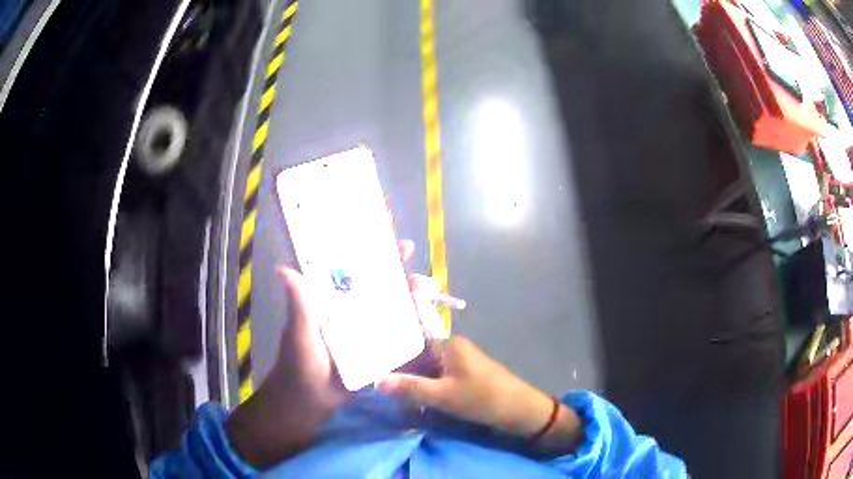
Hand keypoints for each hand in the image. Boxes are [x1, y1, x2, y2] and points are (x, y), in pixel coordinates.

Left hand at [227, 240, 418, 467]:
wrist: (311, 401)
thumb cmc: (300, 364)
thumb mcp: (299, 333)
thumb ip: (298, 305)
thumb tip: (284, 269)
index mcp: (328, 299)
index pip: (346, 268)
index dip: (362, 249)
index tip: (378, 233)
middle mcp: (347, 309)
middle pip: (373, 282)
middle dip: (390, 267)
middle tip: (408, 253)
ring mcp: (363, 328)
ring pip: (387, 305)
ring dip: (403, 293)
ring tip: (422, 285)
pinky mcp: (375, 347)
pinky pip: (394, 331)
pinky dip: (408, 323)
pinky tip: (423, 316)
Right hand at [378, 337, 582, 454]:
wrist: (520, 410)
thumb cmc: (482, 398)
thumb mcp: (443, 396)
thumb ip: (410, 388)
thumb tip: (377, 380)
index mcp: (449, 344)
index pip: (411, 342)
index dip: (393, 354)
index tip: (373, 365)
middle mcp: (454, 348)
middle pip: (419, 355)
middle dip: (401, 370)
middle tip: (378, 383)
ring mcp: (461, 362)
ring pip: (428, 368)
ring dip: (413, 380)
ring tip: (390, 392)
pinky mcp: (466, 375)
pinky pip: (439, 377)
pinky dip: (426, 386)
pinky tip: (413, 398)